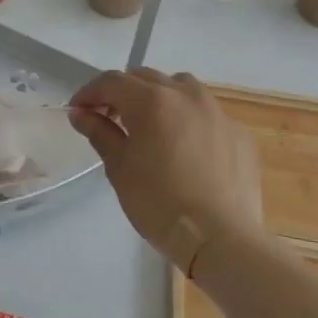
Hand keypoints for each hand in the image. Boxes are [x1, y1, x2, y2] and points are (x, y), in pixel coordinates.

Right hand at [69, 69, 265, 269]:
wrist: (220, 239)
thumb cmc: (158, 203)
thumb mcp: (119, 168)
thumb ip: (100, 133)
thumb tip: (81, 114)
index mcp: (151, 102)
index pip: (112, 82)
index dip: (89, 92)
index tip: (78, 110)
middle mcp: (186, 96)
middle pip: (146, 78)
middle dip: (122, 92)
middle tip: (109, 118)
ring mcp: (218, 113)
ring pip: (181, 88)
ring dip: (159, 97)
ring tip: (150, 125)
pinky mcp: (239, 134)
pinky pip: (207, 113)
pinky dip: (188, 119)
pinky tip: (185, 148)